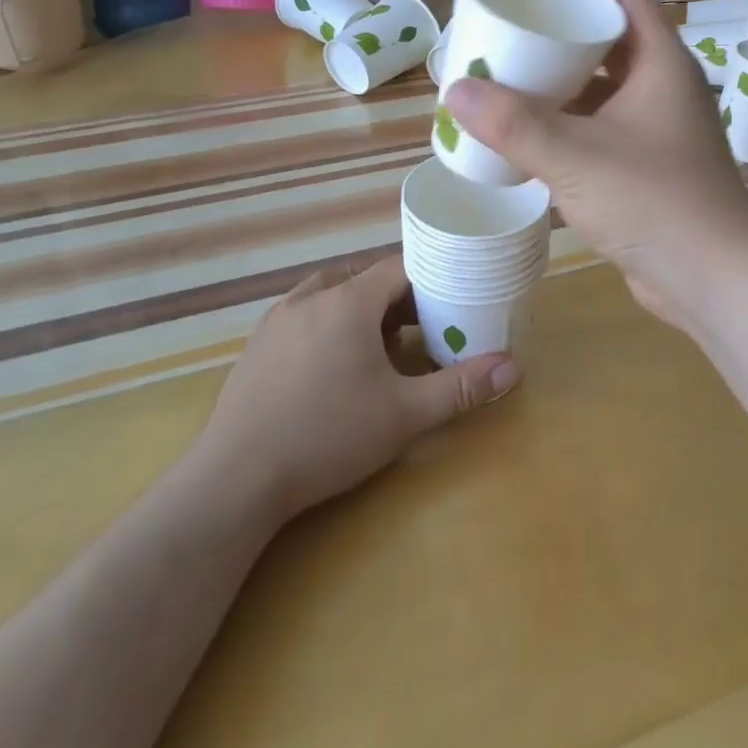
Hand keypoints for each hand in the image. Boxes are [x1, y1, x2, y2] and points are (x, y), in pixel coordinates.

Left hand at [193, 255, 518, 521]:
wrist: (235, 480)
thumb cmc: (327, 436)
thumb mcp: (404, 415)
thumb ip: (459, 388)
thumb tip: (512, 368)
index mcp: (348, 302)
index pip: (399, 267)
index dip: (430, 276)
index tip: (453, 296)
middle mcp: (311, 298)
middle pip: (365, 278)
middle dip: (398, 297)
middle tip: (423, 326)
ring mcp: (277, 320)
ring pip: (330, 293)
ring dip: (360, 308)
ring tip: (380, 344)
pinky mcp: (256, 345)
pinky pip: (303, 314)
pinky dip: (328, 323)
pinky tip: (333, 365)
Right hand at [442, 0, 747, 336]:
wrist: (715, 279)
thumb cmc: (653, 200)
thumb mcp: (575, 157)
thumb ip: (514, 125)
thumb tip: (456, 91)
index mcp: (662, 64)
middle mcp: (665, 90)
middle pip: (611, 45)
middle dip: (562, 41)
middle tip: (510, 40)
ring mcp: (660, 133)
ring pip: (607, 93)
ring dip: (564, 89)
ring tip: (511, 85)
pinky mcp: (650, 170)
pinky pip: (605, 132)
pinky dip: (572, 129)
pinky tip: (533, 139)